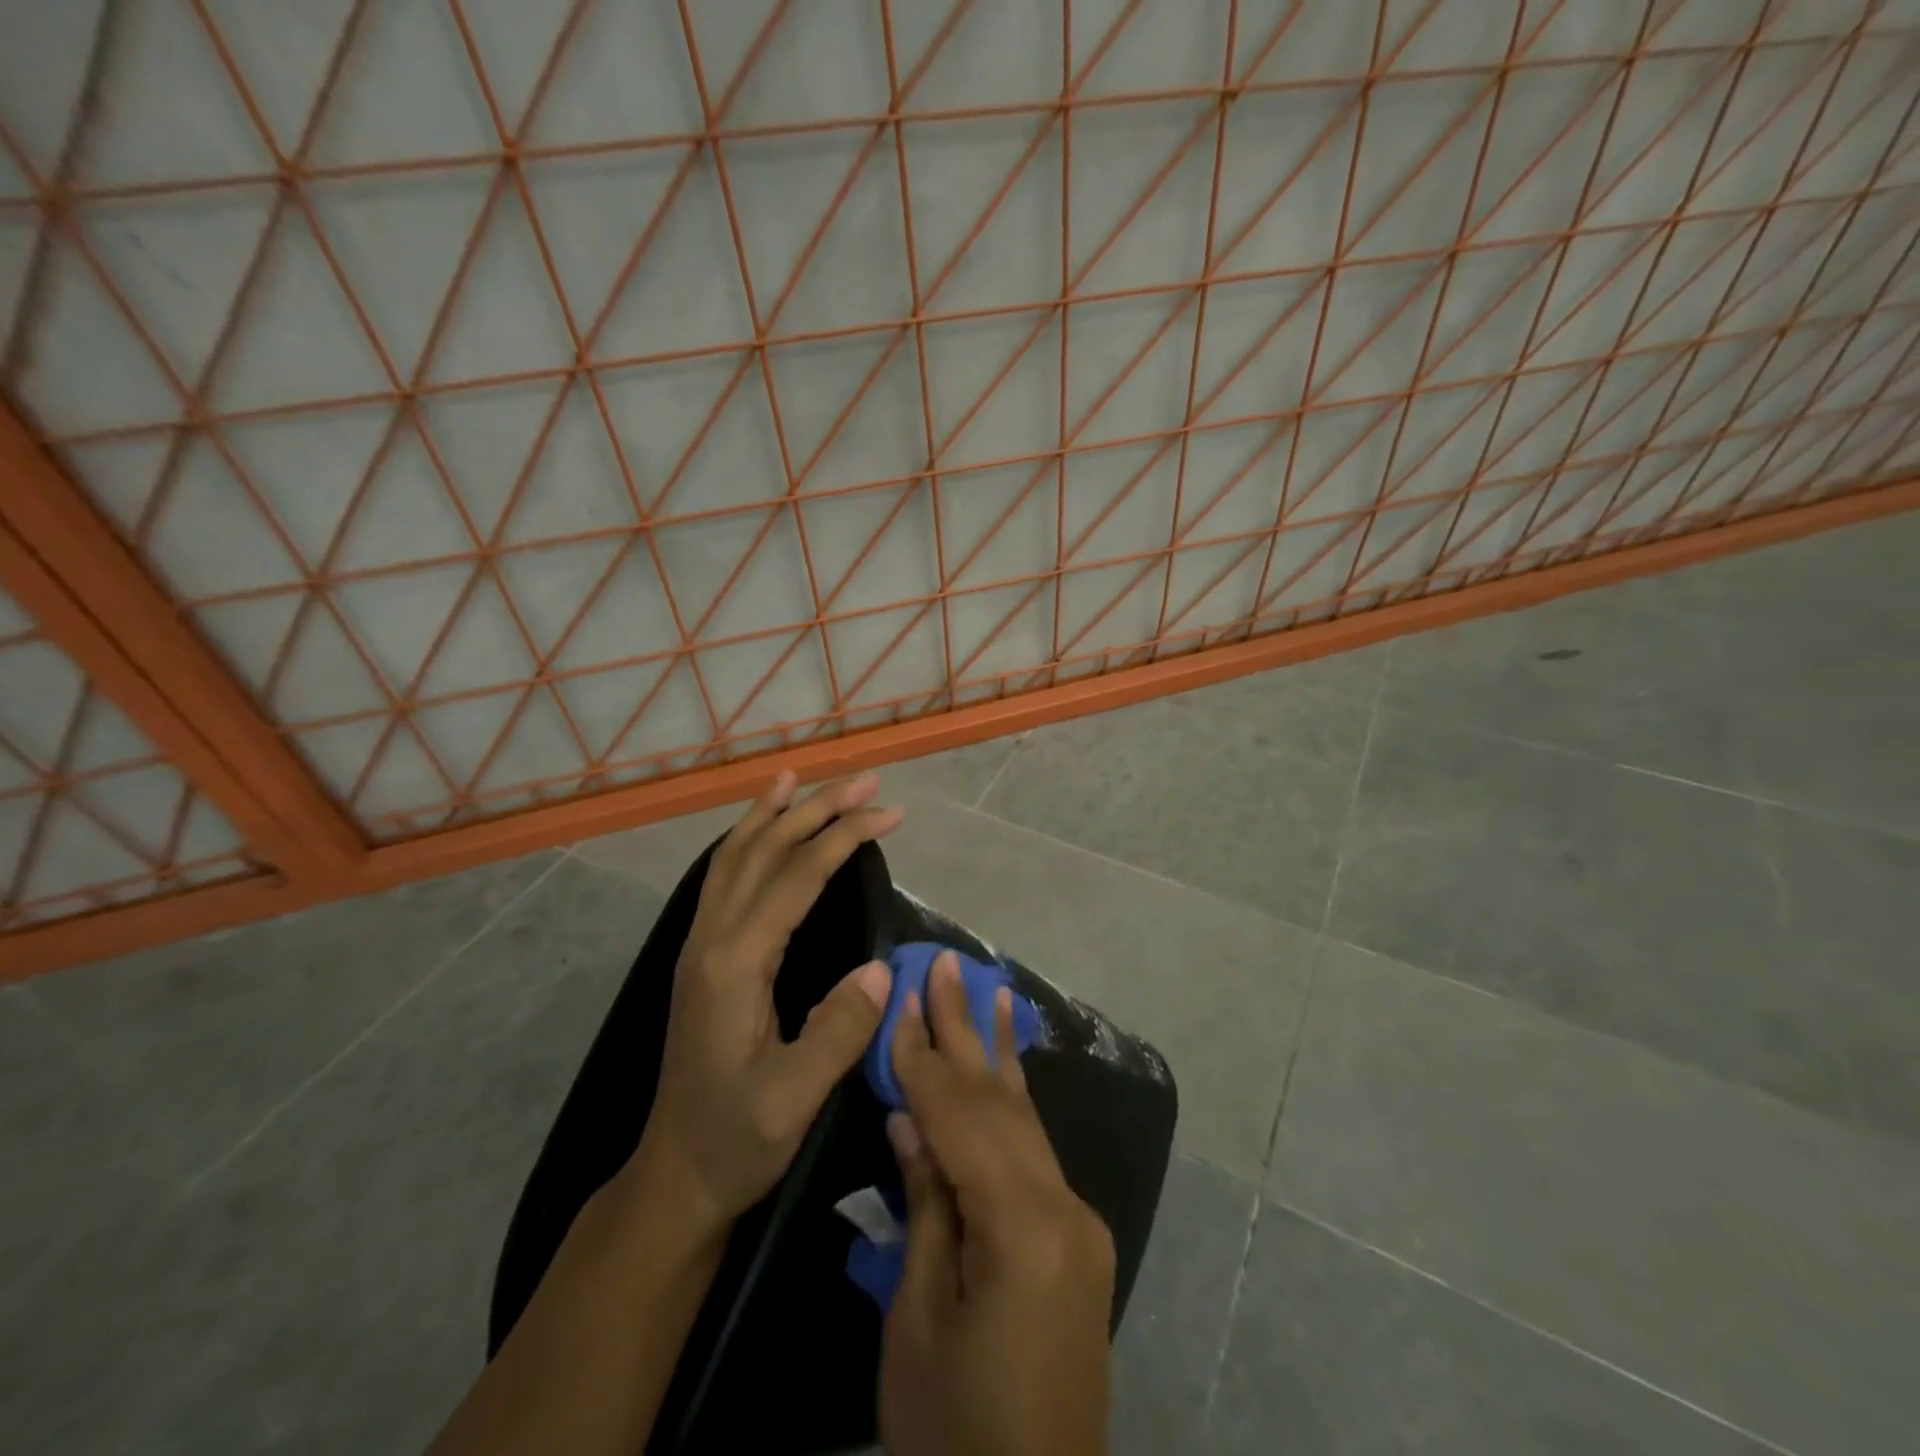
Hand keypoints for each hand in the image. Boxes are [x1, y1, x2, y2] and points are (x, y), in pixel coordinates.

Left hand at [639, 771, 901, 1224]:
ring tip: (802, 778)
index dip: (844, 838)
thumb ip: (838, 1031)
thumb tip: (880, 967)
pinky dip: (745, 840)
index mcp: (734, 965)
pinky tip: (761, 830)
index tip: (890, 813)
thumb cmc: (738, 1139)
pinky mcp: (703, 954)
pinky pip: (723, 877)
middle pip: (764, 852)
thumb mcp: (793, 1099)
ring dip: (774, 813)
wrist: (676, 1174)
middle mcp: (711, 940)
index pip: (796, 878)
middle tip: (866, 780)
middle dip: (817, 809)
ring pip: (735, 857)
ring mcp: (701, 944)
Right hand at [879, 952, 1114, 1455]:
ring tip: (991, 987)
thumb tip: (909, 1118)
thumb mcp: (917, 1321)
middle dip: (966, 1029)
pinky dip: (1013, 1100)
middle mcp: (1062, 1207)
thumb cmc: (955, 1426)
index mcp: (1021, 1228)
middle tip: (946, 964)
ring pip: (1024, 1117)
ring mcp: (1077, 1219)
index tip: (902, 999)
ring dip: (997, 1050)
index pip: (959, 1119)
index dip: (923, 1058)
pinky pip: (1034, 1150)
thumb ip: (924, 1207)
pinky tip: (1007, 1066)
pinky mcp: (1075, 1235)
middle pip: (999, 1102)